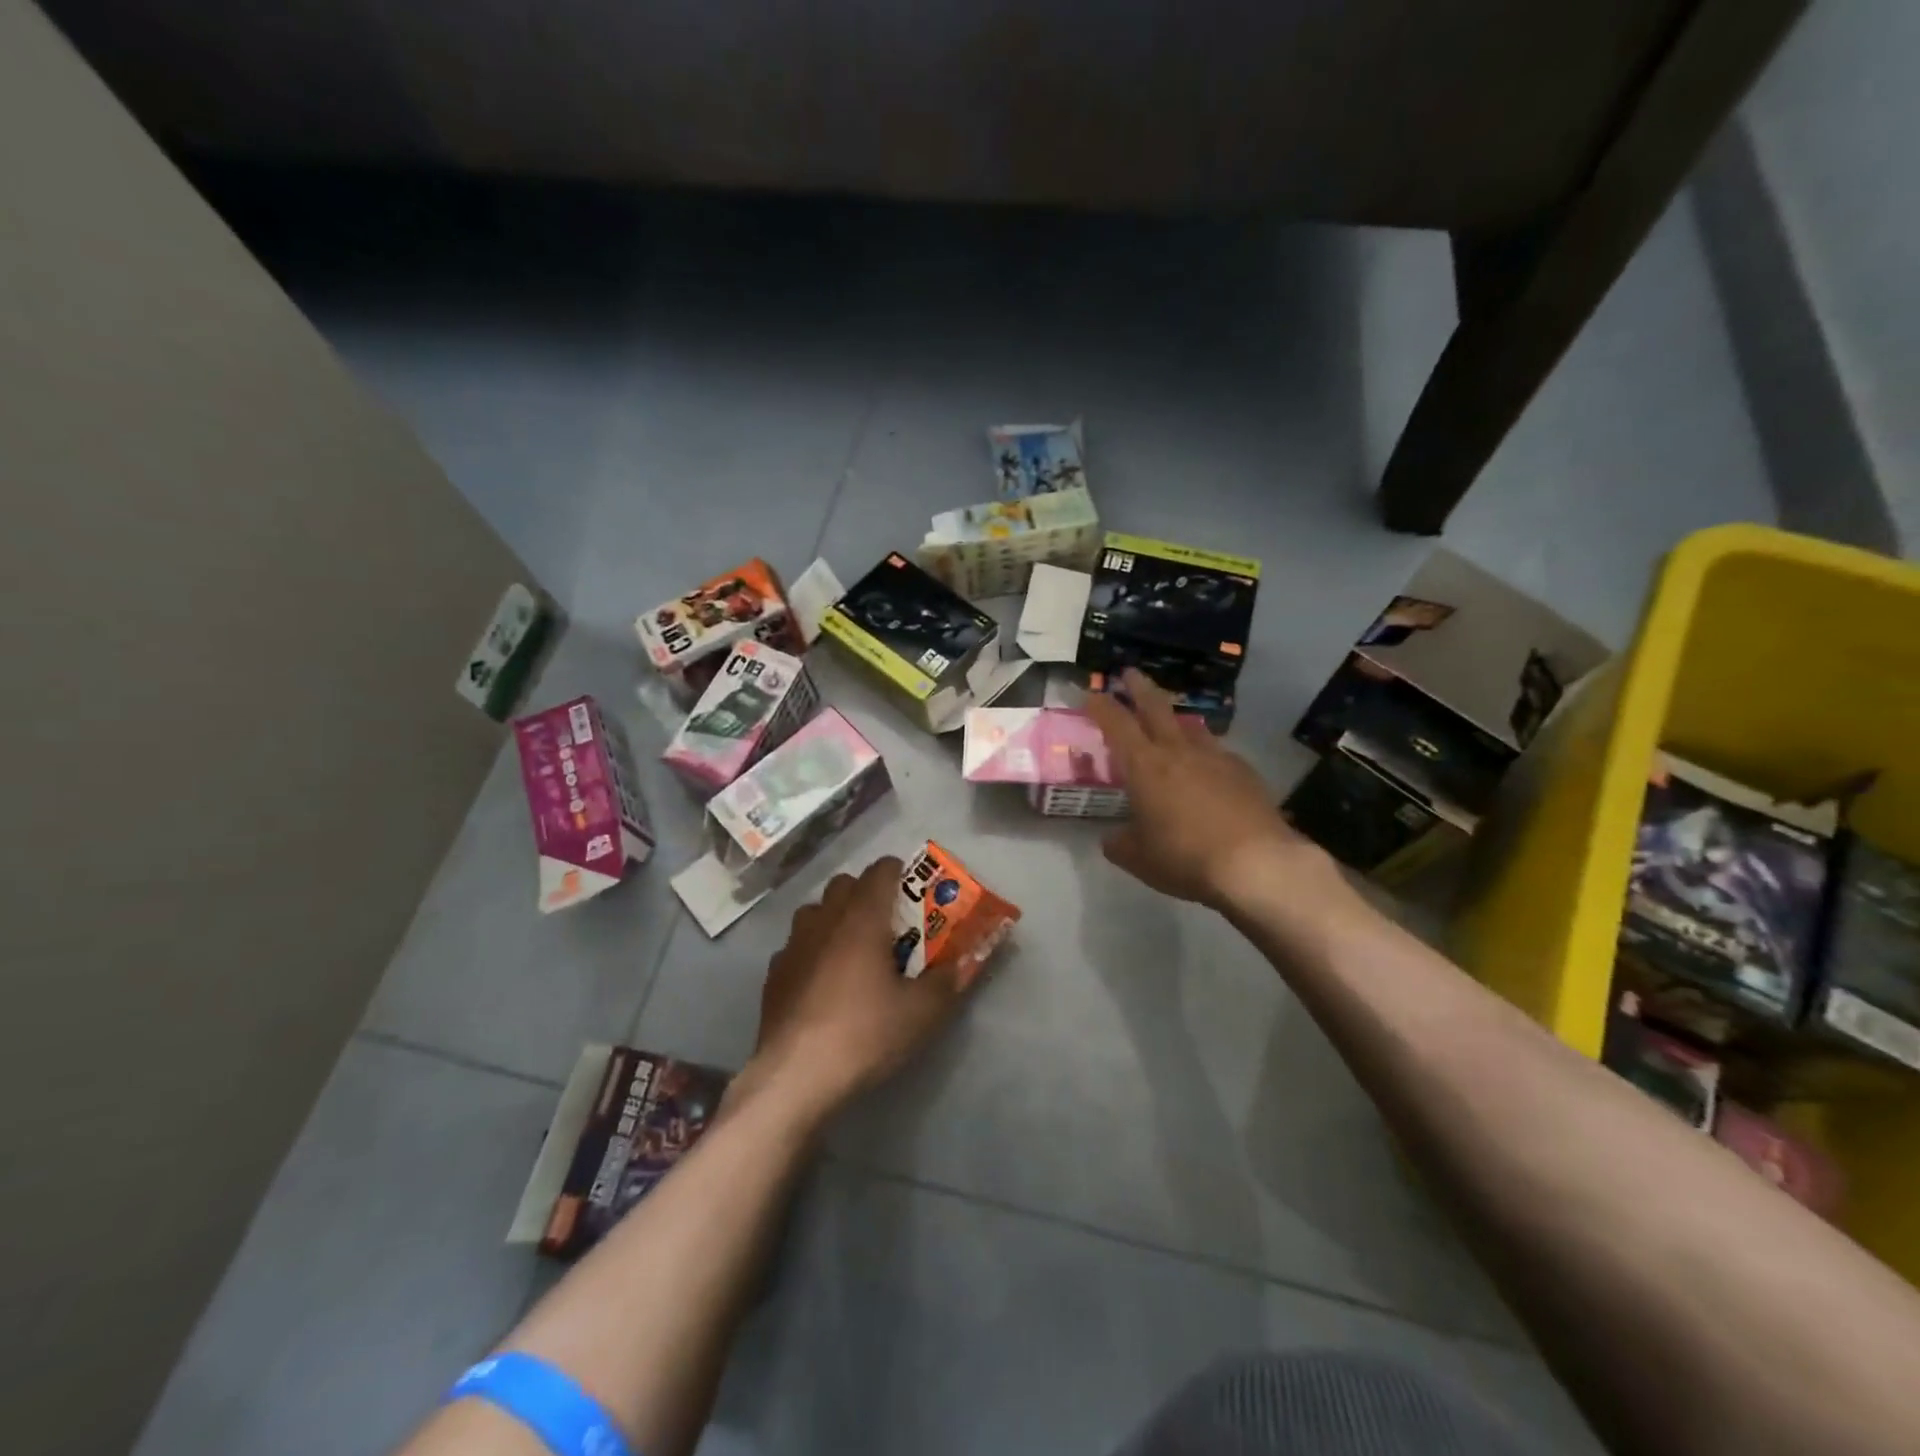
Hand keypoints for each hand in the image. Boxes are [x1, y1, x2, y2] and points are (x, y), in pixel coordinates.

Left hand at [738, 856, 967, 1118]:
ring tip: (853, 949)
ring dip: (835, 917)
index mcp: (862, 919)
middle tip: (887, 922)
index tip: (913, 888)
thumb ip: (947, 982)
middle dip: (866, 892)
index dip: (898, 872)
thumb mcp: (921, 1013)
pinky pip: (797, 945)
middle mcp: (824, 920)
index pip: (880, 871)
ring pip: (815, 911)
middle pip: (844, 884)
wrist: (795, 1076)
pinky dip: (812, 949)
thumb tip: (963, 964)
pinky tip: (822, 980)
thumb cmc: (864, 1033)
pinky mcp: (774, 973)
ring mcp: (793, 945)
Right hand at [1085, 669, 1328, 910]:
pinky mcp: (1245, 772)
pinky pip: (1217, 753)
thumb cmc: (1185, 857)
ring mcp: (1216, 758)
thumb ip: (1119, 843)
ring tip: (1170, 723)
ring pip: (1190, 727)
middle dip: (1139, 687)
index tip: (1090, 693)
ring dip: (1175, 720)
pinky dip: (1204, 754)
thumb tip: (1112, 838)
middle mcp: (1178, 751)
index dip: (1101, 706)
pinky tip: (1207, 770)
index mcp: (1144, 766)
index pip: (1116, 724)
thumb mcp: (1138, 858)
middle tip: (1129, 673)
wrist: (1257, 863)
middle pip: (1156, 707)